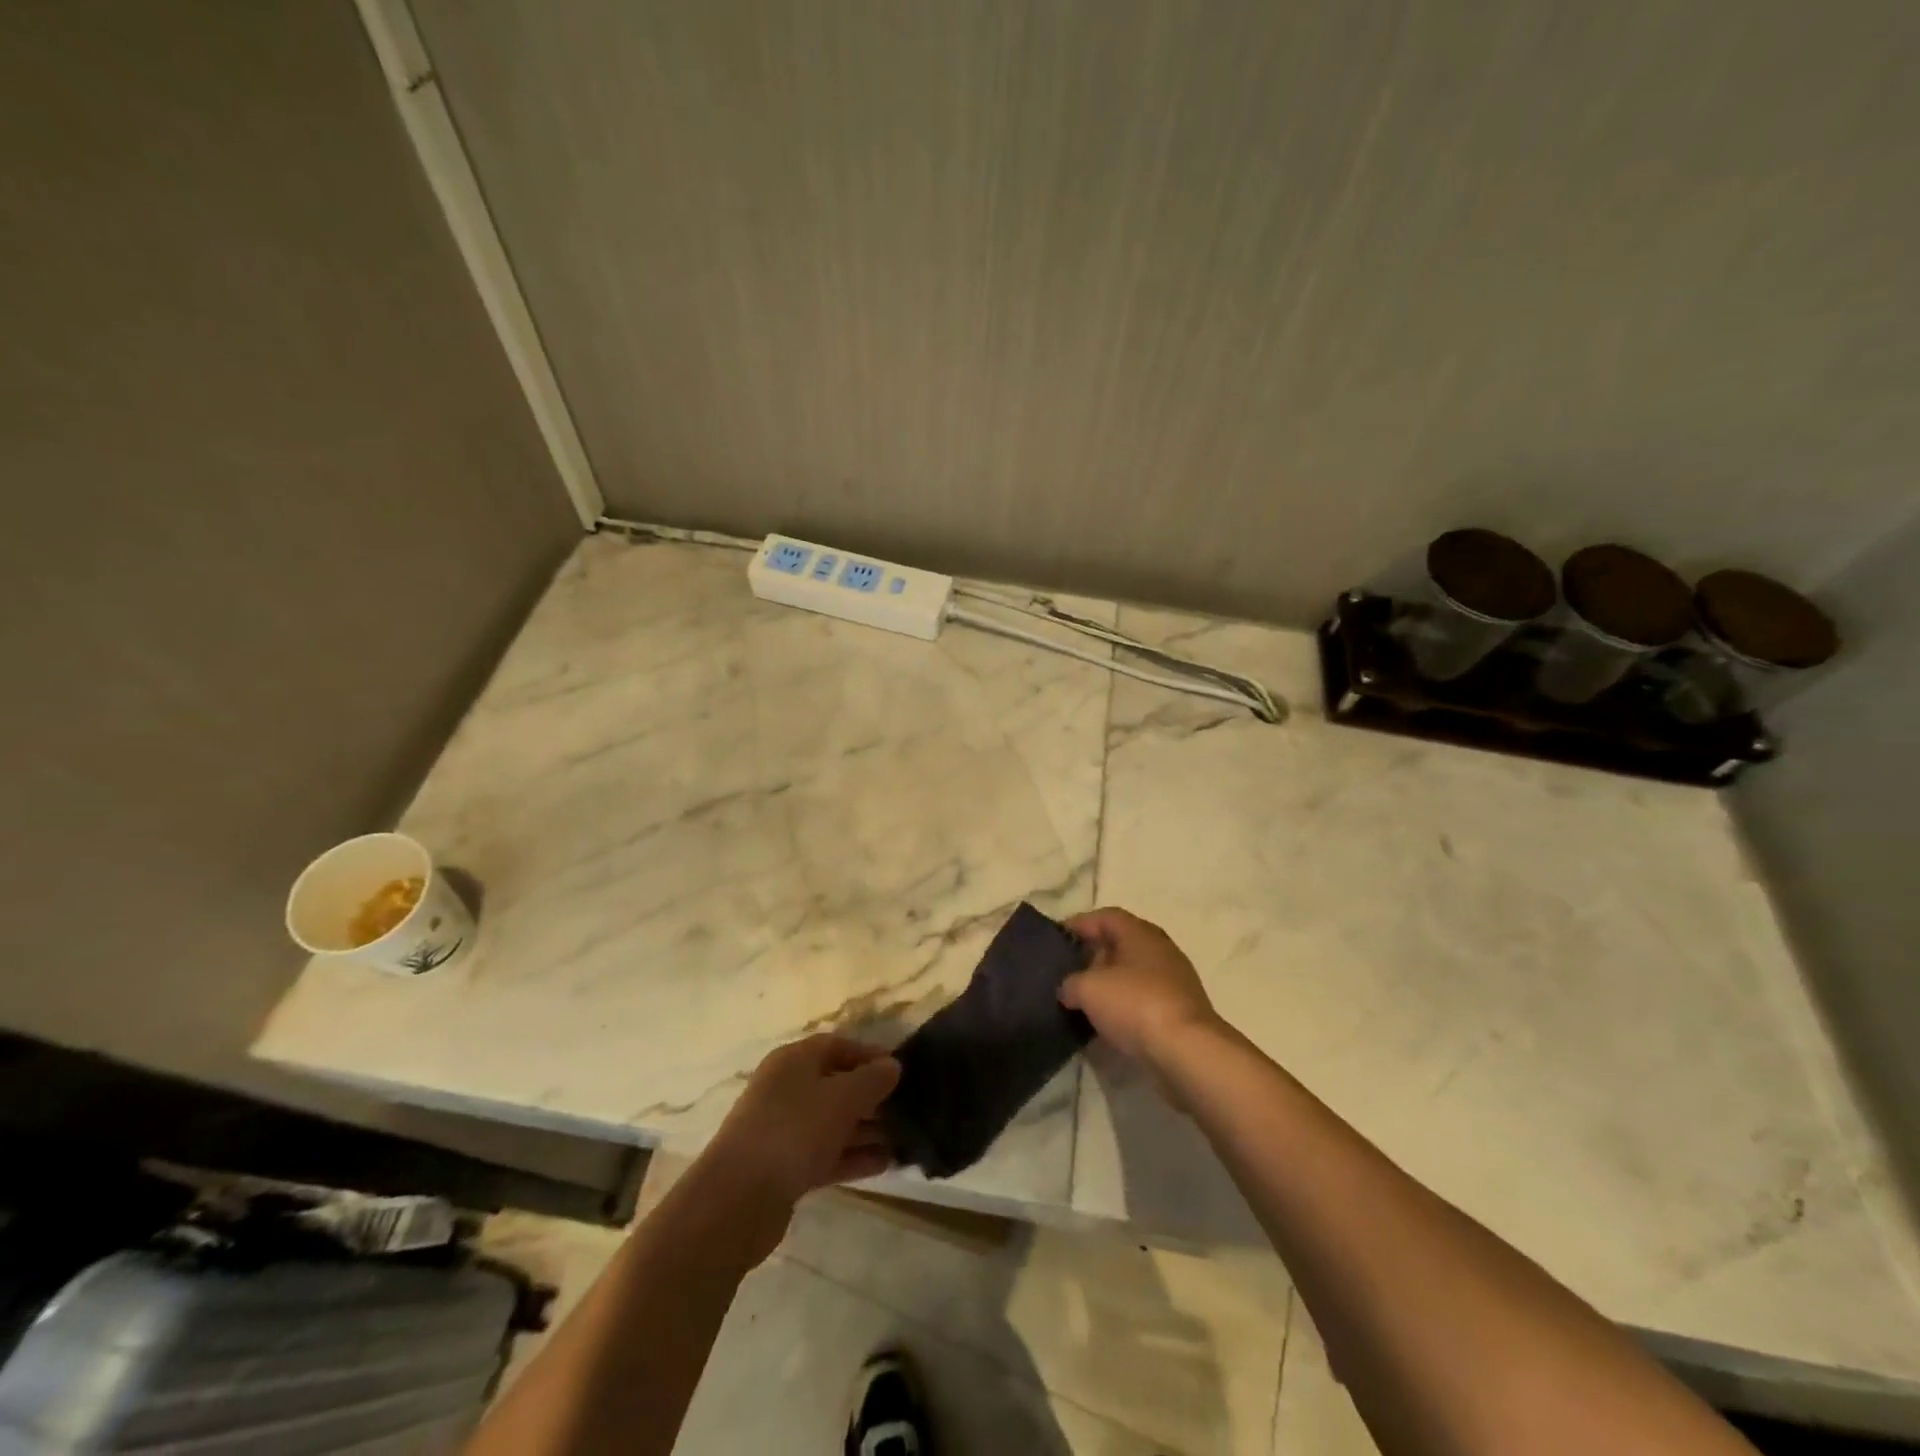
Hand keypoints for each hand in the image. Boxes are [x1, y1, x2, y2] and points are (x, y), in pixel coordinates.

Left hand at [704, 1034, 900, 1210]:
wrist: (738, 1199)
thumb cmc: (793, 1131)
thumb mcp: (842, 1098)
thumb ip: (872, 1080)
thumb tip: (893, 1065)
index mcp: (793, 1061)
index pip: (837, 1045)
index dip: (869, 1054)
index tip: (900, 1070)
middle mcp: (786, 1089)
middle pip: (835, 1084)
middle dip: (871, 1096)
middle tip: (906, 1108)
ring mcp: (783, 1129)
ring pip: (832, 1122)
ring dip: (865, 1129)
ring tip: (903, 1139)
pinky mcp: (784, 1167)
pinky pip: (825, 1153)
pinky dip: (852, 1156)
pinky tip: (884, 1164)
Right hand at [1060, 907, 1223, 1066]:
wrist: (1187, 1050)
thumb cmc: (1135, 1004)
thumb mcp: (1088, 989)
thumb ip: (1071, 983)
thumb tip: (1068, 990)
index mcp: (1139, 932)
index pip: (1105, 917)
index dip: (1080, 924)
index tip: (1058, 938)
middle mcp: (1160, 948)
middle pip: (1121, 942)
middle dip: (1094, 954)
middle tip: (1069, 970)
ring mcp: (1175, 979)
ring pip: (1134, 972)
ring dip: (1110, 982)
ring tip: (1085, 999)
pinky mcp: (1181, 1008)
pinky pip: (1145, 997)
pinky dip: (1125, 1004)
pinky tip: (1110, 1021)